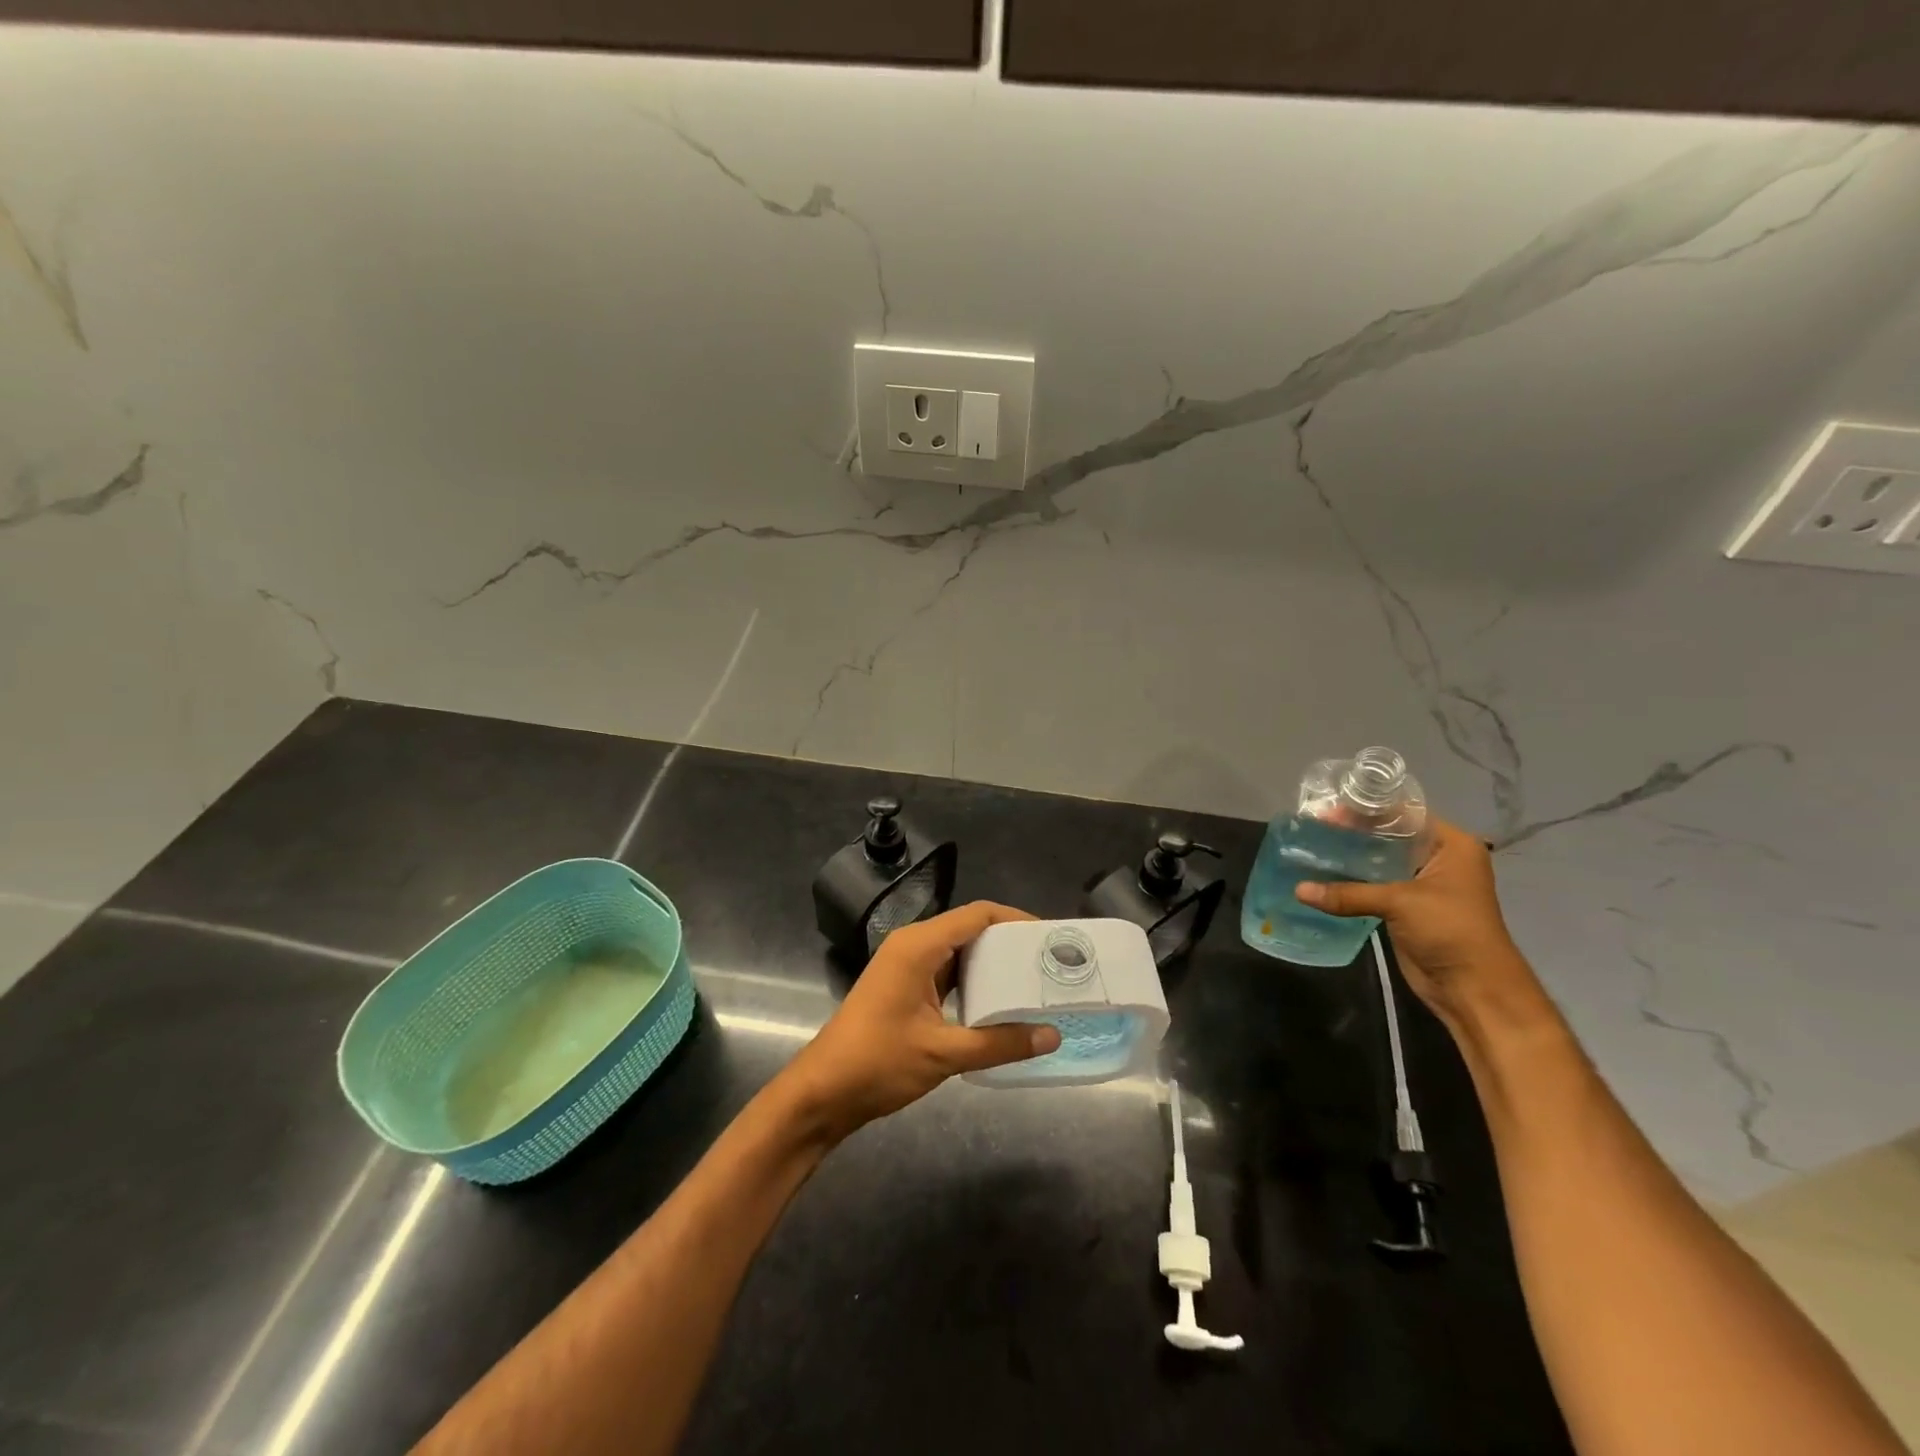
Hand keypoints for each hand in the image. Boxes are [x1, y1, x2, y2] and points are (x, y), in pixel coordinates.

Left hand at [775, 902, 1062, 1141]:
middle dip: (1009, 942)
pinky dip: (973, 980)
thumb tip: (1051, 1036)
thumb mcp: (944, 1054)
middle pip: (969, 928)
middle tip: (1047, 962)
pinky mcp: (904, 986)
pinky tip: (998, 1002)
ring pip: (958, 950)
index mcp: (919, 945)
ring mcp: (905, 965)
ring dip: (992, 963)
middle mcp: (912, 945)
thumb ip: (999, 1043)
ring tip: (1031, 981)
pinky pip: (946, 970)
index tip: (1050, 938)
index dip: (1016, 920)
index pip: (977, 914)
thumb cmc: (878, 1063)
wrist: (822, 1092)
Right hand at [1294, 818, 1549, 1030]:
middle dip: (1352, 833)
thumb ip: (1348, 893)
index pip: (1403, 814)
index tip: (1328, 811)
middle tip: (1312, 828)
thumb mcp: (1400, 903)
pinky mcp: (1406, 907)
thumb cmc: (1450, 930)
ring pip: (1378, 862)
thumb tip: (1298, 890)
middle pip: (1388, 836)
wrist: (1473, 989)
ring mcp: (1421, 884)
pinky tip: (1320, 877)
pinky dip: (1350, 882)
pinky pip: (1373, 886)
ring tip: (1310, 849)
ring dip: (1349, 858)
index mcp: (1450, 845)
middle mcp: (1438, 858)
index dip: (1366, 811)